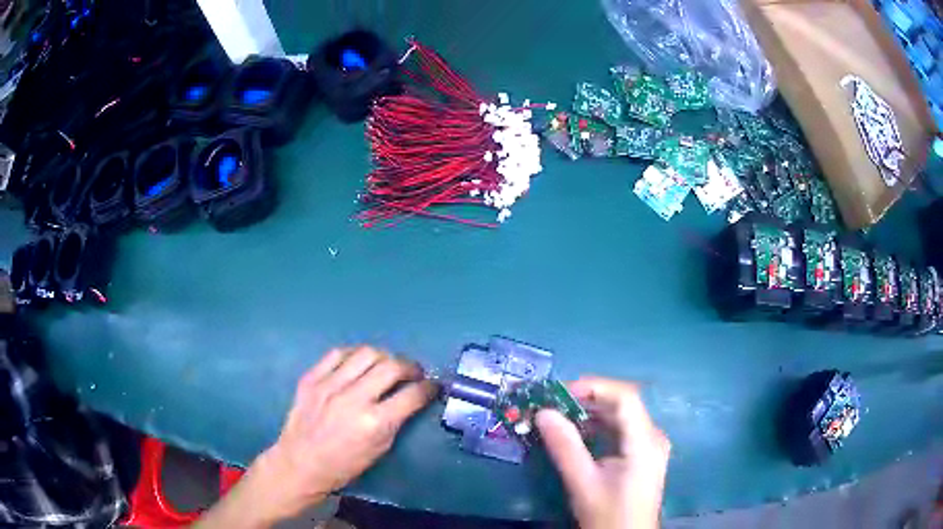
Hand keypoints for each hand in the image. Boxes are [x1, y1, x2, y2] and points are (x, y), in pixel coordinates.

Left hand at [196, 347, 435, 527]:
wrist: (299, 463)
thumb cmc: (343, 465)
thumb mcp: (379, 450)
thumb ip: (396, 421)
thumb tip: (411, 399)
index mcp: (374, 423)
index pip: (412, 395)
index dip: (428, 388)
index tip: (433, 386)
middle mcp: (353, 398)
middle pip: (391, 366)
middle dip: (410, 366)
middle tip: (414, 373)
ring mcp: (329, 384)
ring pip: (366, 353)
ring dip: (385, 356)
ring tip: (388, 364)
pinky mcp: (311, 377)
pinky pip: (338, 353)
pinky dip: (354, 354)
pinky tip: (359, 362)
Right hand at [536, 377, 669, 528]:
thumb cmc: (608, 515)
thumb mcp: (583, 483)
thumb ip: (565, 447)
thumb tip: (543, 413)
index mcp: (645, 442)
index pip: (624, 398)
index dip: (593, 387)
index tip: (558, 393)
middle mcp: (652, 436)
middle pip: (622, 404)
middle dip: (586, 399)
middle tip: (552, 403)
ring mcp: (649, 445)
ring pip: (620, 416)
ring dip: (590, 412)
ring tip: (558, 415)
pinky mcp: (642, 454)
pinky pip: (620, 430)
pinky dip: (597, 426)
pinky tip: (576, 433)